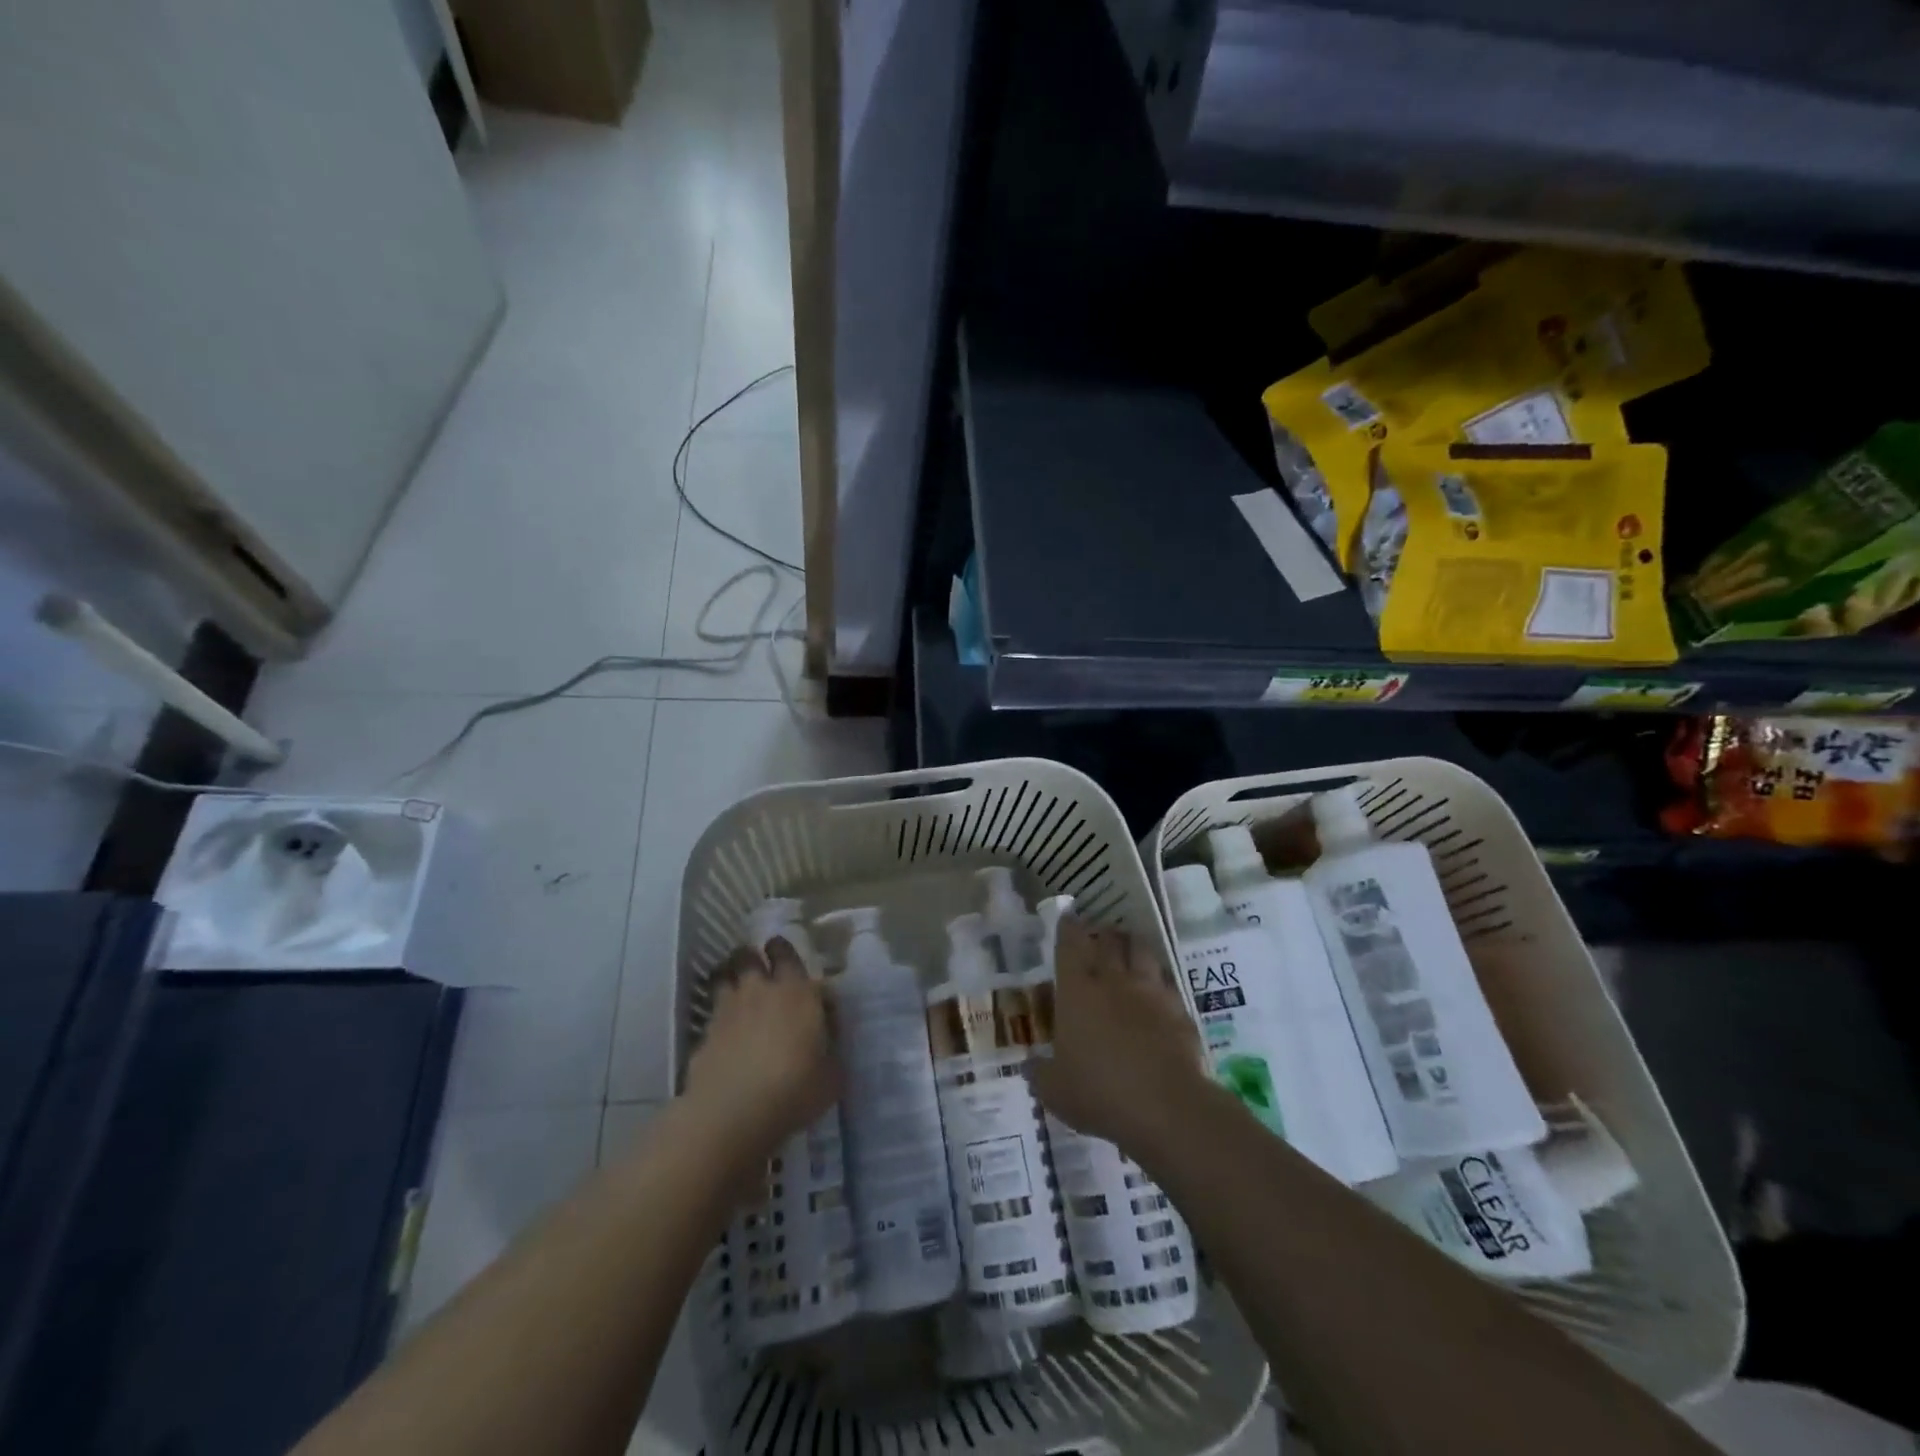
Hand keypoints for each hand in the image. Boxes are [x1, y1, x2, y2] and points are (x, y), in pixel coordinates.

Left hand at [684, 939, 840, 1164]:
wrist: (732, 1116)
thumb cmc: (794, 1091)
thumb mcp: (832, 1074)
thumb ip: (831, 1045)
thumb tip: (827, 1034)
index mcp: (797, 992)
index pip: (788, 954)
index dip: (785, 952)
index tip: (786, 957)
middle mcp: (760, 991)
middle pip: (748, 955)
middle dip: (754, 957)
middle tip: (761, 968)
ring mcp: (727, 1010)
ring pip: (724, 976)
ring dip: (731, 978)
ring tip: (739, 992)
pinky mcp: (704, 1035)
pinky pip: (712, 1013)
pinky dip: (719, 1016)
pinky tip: (726, 1035)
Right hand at [1028, 916, 1207, 1154]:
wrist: (1165, 1107)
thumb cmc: (1098, 1092)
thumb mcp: (1054, 1090)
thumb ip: (1039, 1073)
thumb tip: (1030, 1065)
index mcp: (1077, 991)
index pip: (1070, 945)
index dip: (1068, 927)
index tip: (1068, 916)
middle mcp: (1114, 981)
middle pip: (1110, 940)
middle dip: (1104, 932)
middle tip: (1101, 932)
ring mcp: (1151, 993)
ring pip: (1143, 952)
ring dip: (1135, 946)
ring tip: (1131, 948)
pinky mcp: (1180, 1011)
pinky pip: (1169, 985)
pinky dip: (1161, 982)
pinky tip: (1160, 991)